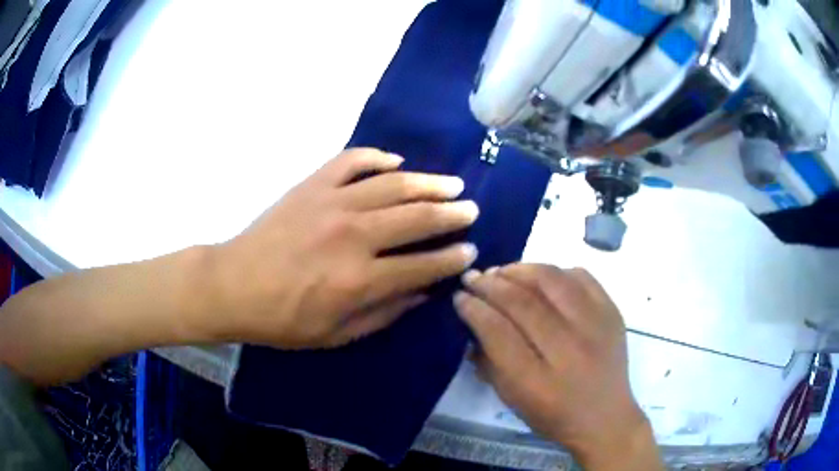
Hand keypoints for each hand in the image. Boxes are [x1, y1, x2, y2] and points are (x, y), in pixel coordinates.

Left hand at [206, 148, 478, 347]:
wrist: (233, 285)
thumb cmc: (283, 319)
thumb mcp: (336, 334)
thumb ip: (384, 313)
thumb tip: (423, 293)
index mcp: (359, 279)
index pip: (423, 265)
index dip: (452, 258)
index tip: (470, 251)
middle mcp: (353, 235)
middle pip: (417, 218)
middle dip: (451, 214)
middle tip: (471, 211)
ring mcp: (332, 203)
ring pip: (394, 185)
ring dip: (428, 183)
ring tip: (452, 184)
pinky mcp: (312, 185)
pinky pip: (352, 161)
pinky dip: (377, 158)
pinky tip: (395, 162)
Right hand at [454, 264, 661, 470]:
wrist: (606, 417)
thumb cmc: (554, 415)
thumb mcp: (512, 400)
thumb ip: (488, 362)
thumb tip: (473, 321)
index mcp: (537, 381)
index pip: (499, 332)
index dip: (475, 309)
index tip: (460, 296)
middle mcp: (569, 349)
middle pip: (524, 302)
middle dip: (492, 284)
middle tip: (475, 278)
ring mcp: (595, 327)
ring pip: (553, 280)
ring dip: (521, 270)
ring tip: (504, 272)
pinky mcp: (612, 313)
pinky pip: (582, 276)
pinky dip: (556, 271)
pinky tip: (542, 278)